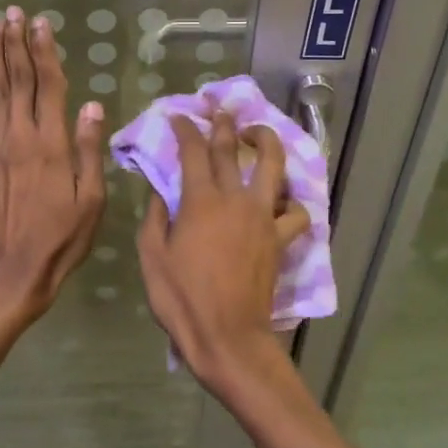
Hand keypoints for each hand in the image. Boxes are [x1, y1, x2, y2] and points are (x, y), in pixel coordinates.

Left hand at [0, 6, 106, 328]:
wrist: (11, 271)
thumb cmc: (61, 238)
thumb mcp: (91, 200)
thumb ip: (90, 150)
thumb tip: (92, 105)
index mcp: (52, 143)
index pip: (48, 85)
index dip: (44, 51)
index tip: (41, 23)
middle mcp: (20, 136)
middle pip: (16, 79)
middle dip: (15, 43)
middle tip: (12, 12)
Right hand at [136, 112, 310, 393]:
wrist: (228, 337)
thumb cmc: (183, 299)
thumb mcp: (152, 257)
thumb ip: (155, 218)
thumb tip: (159, 193)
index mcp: (200, 201)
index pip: (193, 150)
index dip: (185, 128)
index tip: (178, 117)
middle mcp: (235, 198)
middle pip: (231, 148)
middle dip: (223, 124)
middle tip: (219, 110)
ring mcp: (262, 216)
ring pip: (273, 166)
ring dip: (266, 141)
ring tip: (258, 134)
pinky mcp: (280, 238)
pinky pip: (295, 213)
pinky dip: (291, 203)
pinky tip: (282, 201)